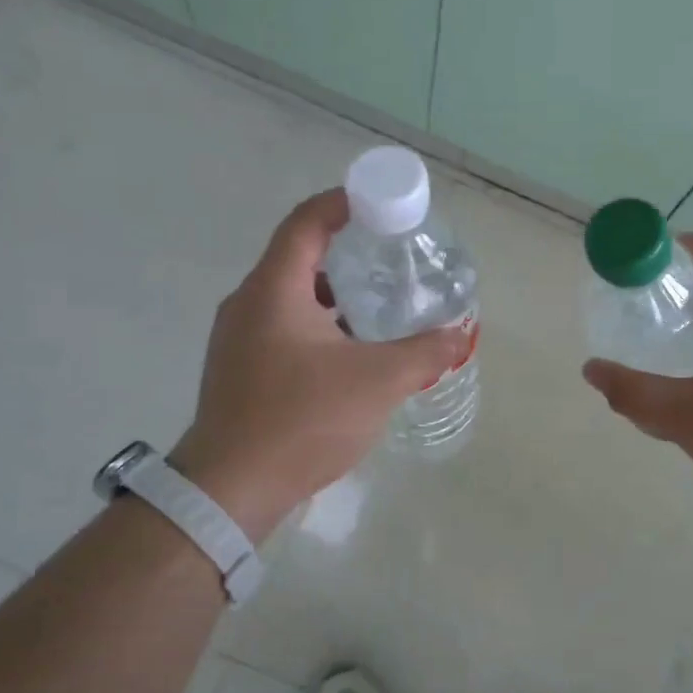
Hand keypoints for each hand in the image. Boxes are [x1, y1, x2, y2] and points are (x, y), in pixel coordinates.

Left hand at [170, 189, 468, 540]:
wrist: (232, 488)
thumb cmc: (302, 420)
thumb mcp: (377, 382)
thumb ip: (423, 353)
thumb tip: (460, 335)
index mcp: (274, 290)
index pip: (306, 223)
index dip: (342, 204)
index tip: (379, 204)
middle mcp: (248, 305)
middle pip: (299, 259)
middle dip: (347, 255)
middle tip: (391, 262)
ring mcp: (238, 341)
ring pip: (292, 301)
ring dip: (334, 299)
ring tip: (379, 310)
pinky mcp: (239, 372)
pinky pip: (283, 332)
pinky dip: (319, 330)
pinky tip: (351, 357)